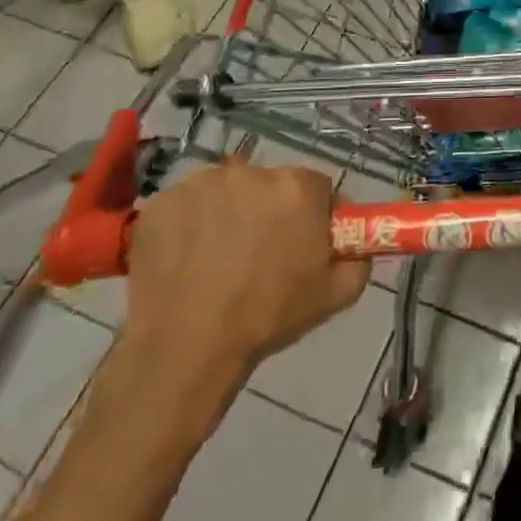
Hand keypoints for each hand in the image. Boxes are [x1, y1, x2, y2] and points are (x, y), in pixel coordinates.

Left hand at [120, 161, 368, 412]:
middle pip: (269, 184)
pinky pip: (185, 206)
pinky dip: (188, 225)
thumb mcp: (335, 295)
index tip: (302, 241)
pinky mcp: (162, 202)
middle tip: (259, 253)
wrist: (185, 347)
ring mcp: (202, 184)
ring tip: (216, 259)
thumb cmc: (267, 317)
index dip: (312, 214)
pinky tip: (185, 260)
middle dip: (269, 211)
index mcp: (299, 188)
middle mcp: (253, 172)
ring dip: (228, 214)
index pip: (317, 187)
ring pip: (225, 192)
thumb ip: (358, 260)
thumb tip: (357, 246)